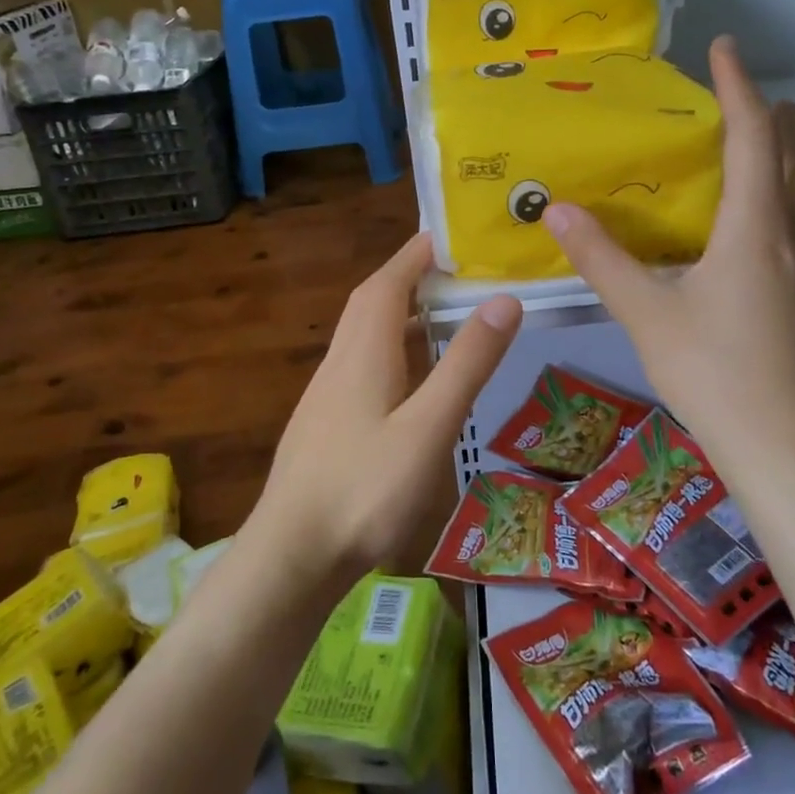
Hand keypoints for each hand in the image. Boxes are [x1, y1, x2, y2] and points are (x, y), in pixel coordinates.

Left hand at [244, 233, 522, 587]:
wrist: (290, 558)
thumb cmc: (364, 491)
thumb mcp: (428, 427)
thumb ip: (466, 364)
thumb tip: (504, 298)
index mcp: (363, 353)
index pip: (387, 282)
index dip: (416, 254)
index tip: (449, 235)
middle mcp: (339, 363)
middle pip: (371, 303)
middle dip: (408, 277)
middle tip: (452, 270)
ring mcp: (326, 396)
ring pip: (363, 336)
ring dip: (398, 314)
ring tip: (440, 315)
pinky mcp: (324, 426)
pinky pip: (360, 366)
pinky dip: (390, 351)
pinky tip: (410, 380)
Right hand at [542, 35, 794, 469]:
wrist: (784, 447)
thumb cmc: (713, 375)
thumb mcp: (645, 315)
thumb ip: (601, 259)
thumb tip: (556, 211)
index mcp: (756, 228)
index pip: (756, 135)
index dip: (740, 85)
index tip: (721, 48)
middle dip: (785, 112)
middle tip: (740, 110)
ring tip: (762, 152)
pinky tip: (773, 218)